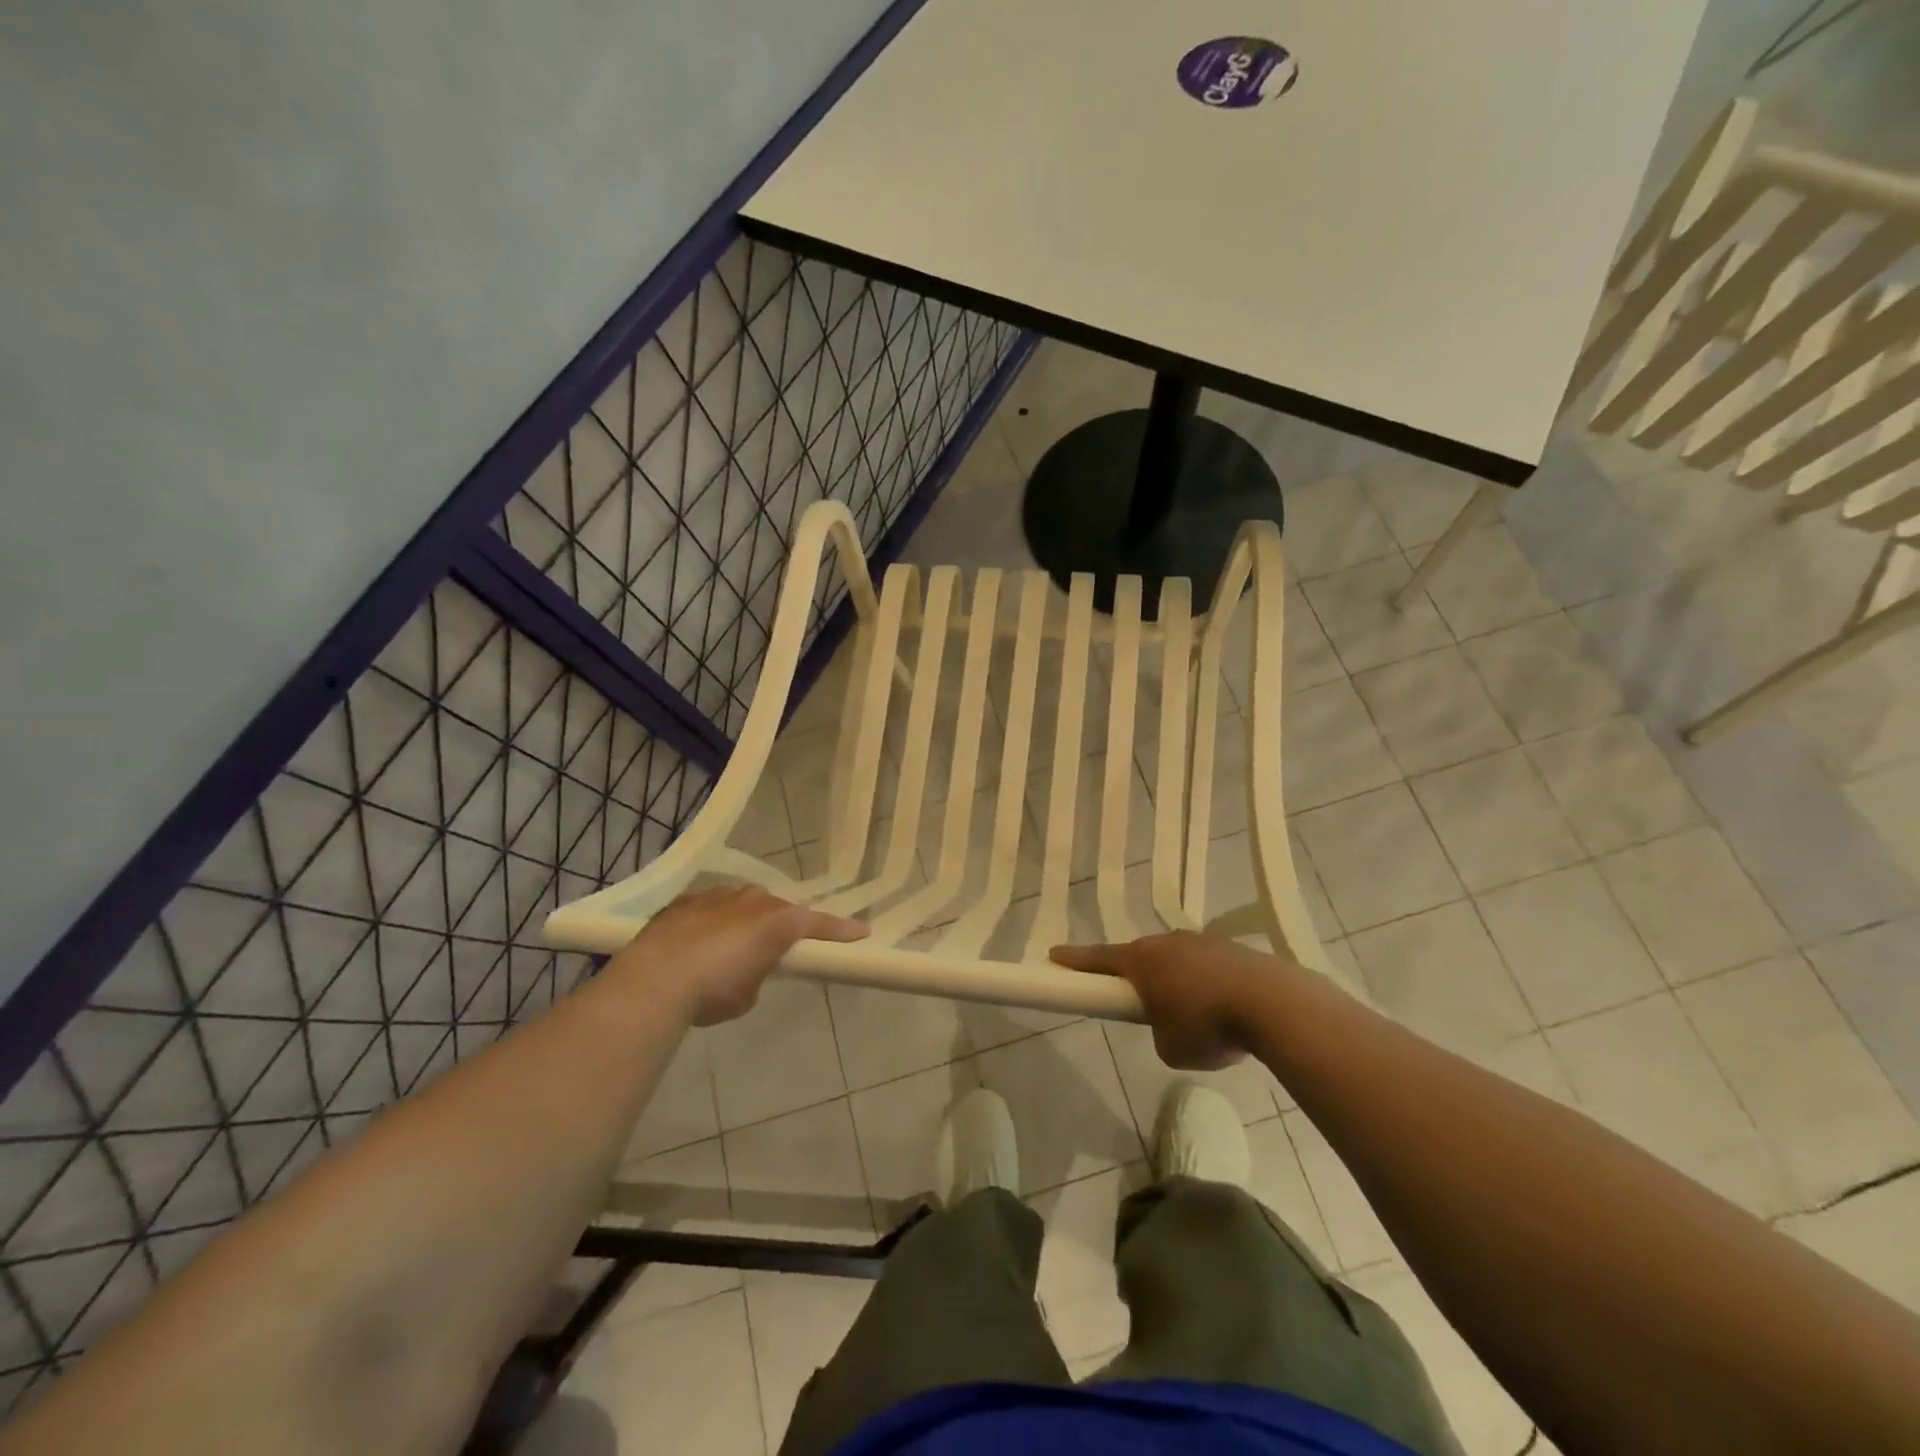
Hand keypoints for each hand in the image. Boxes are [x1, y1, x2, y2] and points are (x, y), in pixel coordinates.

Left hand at [608, 886, 867, 1025]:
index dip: (842, 931)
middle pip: (779, 910)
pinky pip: (711, 908)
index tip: (862, 933)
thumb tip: (747, 968)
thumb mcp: (748, 994)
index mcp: (779, 922)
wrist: (654, 979)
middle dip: (781, 927)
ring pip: (743, 905)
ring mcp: (718, 895)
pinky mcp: (687, 900)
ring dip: (744, 922)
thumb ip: (759, 973)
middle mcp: (754, 899)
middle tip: (775, 952)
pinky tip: (696, 945)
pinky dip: (712, 922)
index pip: (820, 924)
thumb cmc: (712, 991)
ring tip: (728, 951)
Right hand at [1051, 932, 1294, 1069]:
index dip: (1075, 960)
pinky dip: (1206, 985)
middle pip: (1140, 956)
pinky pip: (1207, 966)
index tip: (1054, 955)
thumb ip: (1158, 1033)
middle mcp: (1167, 942)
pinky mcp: (1233, 949)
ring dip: (1175, 981)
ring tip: (1192, 1014)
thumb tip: (1171, 1025)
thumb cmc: (1207, 1025)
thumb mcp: (1170, 1048)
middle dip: (1135, 975)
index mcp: (1142, 960)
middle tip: (1136, 999)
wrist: (1273, 1004)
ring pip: (1176, 960)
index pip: (1098, 959)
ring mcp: (1202, 942)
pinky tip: (1224, 1009)